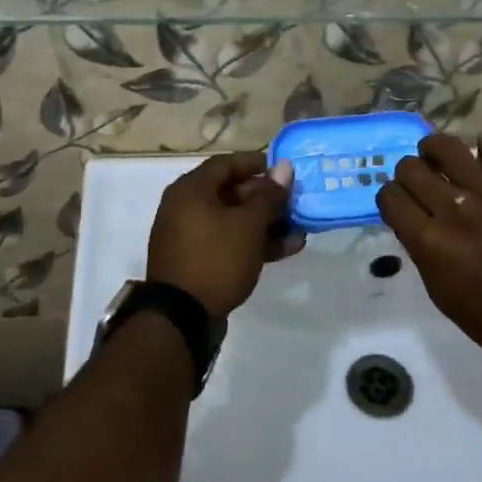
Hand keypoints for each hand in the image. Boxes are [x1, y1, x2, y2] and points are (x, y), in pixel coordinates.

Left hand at [146, 152, 302, 318]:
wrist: (182, 318)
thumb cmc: (216, 258)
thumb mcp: (249, 225)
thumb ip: (269, 196)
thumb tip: (284, 168)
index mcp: (191, 190)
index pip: (226, 164)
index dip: (255, 163)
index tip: (282, 168)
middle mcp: (186, 208)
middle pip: (230, 193)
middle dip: (266, 198)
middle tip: (295, 201)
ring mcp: (190, 237)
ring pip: (233, 221)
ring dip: (266, 223)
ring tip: (299, 228)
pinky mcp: (198, 262)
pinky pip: (229, 243)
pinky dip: (254, 243)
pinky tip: (287, 248)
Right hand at [377, 133, 481, 356]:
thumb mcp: (435, 286)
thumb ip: (418, 245)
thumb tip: (410, 213)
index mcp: (428, 240)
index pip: (389, 195)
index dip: (391, 198)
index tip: (401, 203)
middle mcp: (454, 209)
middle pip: (410, 167)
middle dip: (409, 175)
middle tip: (423, 183)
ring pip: (448, 146)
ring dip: (436, 150)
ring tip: (443, 159)